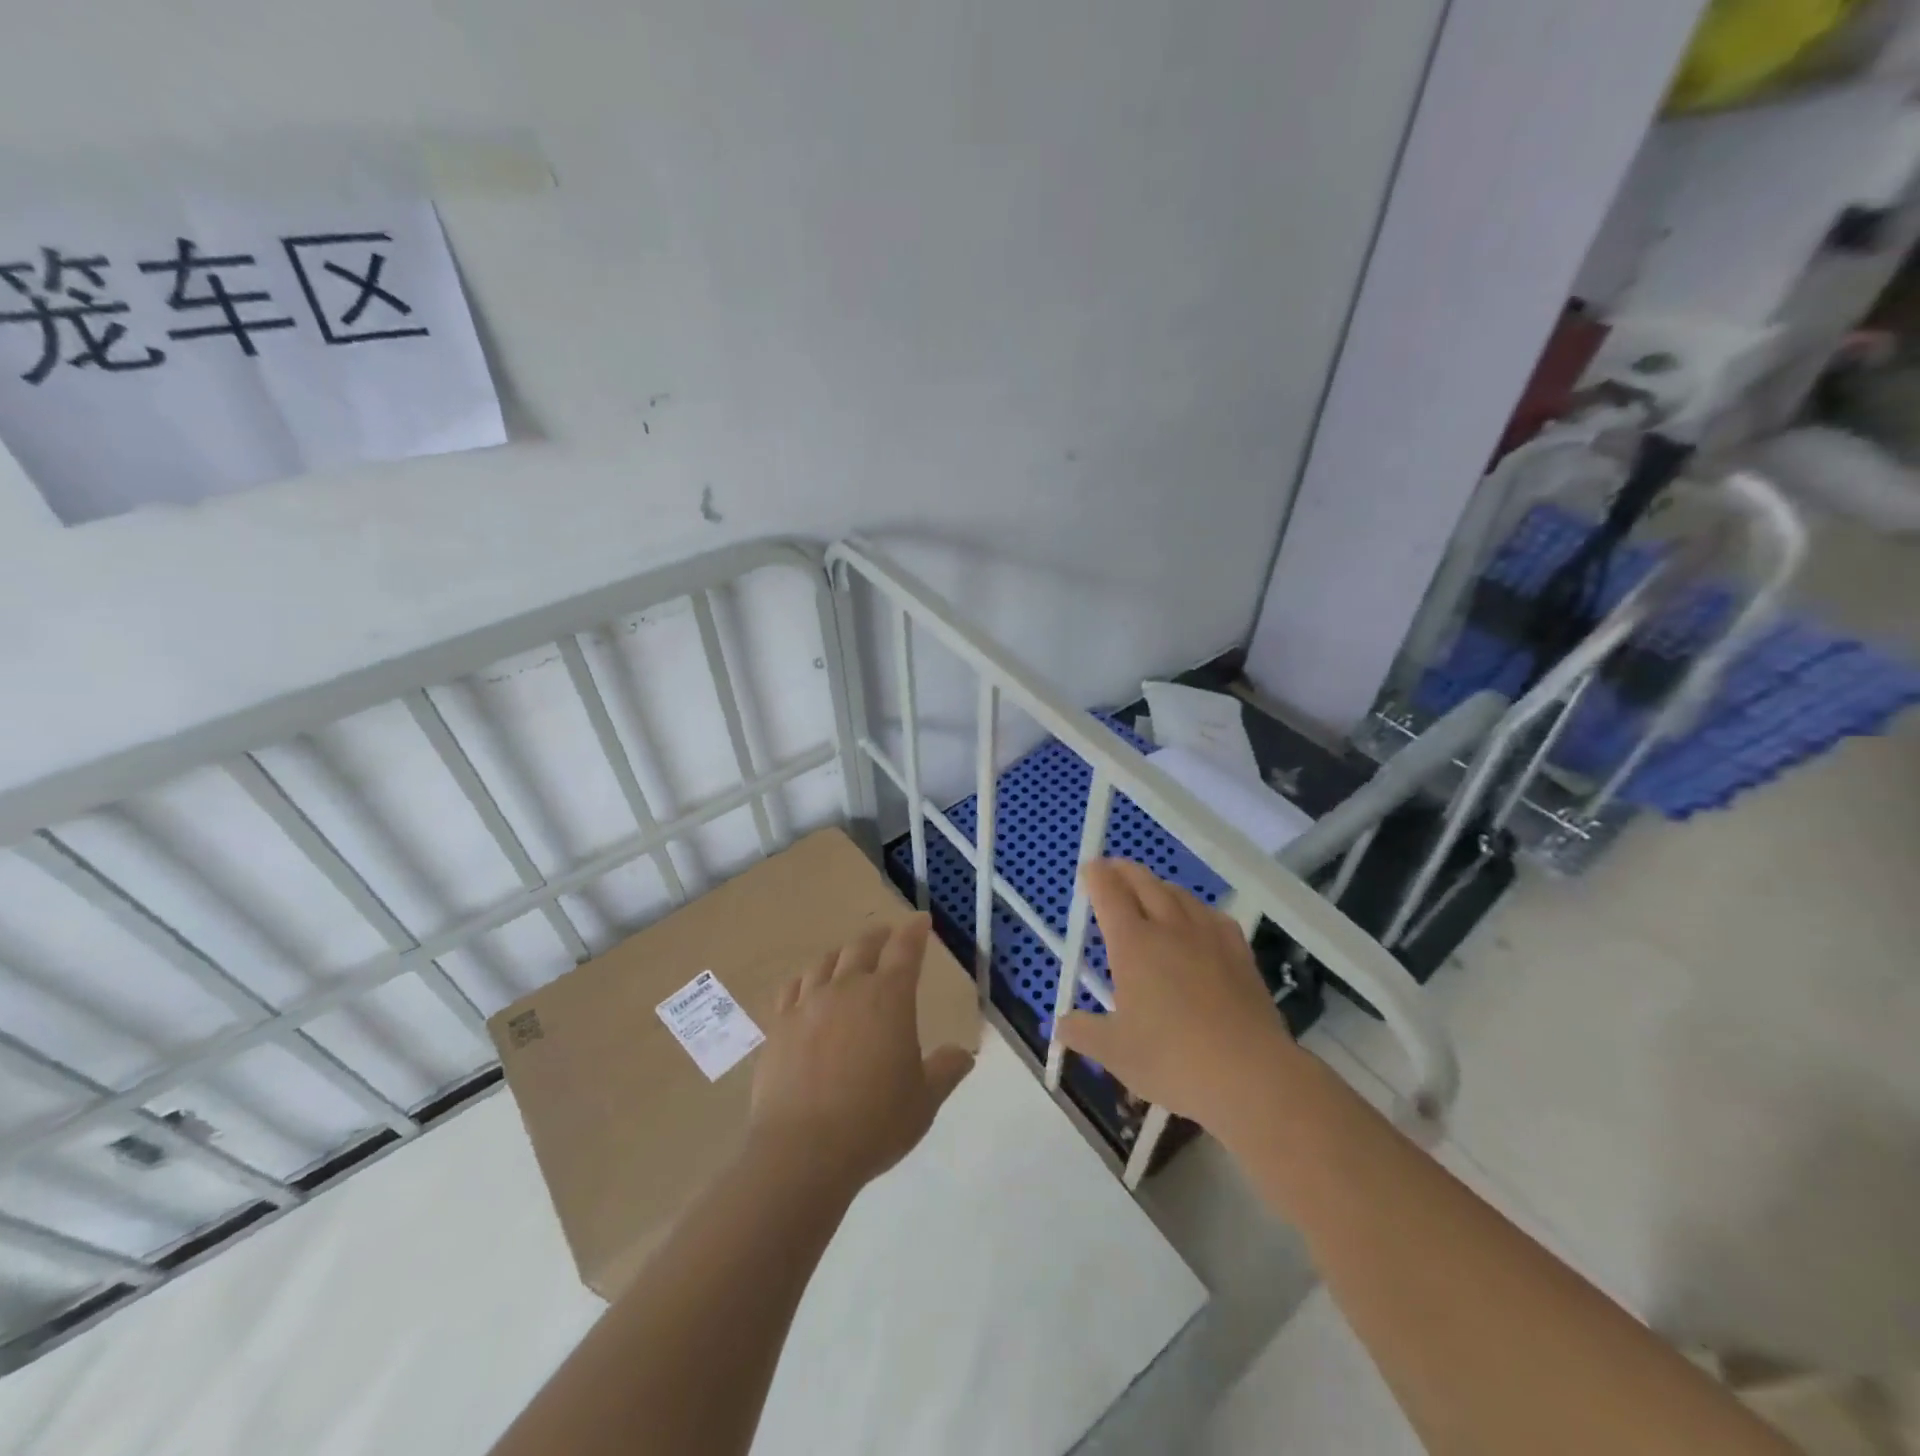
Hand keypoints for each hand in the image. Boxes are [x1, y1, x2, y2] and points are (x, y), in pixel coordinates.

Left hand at [749, 914, 974, 1191]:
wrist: (802, 1151)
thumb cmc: (874, 1123)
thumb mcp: (924, 1101)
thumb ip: (945, 1070)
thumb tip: (964, 1054)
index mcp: (889, 998)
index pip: (905, 949)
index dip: (914, 931)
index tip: (921, 920)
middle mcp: (848, 988)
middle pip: (862, 946)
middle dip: (879, 936)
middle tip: (887, 935)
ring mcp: (808, 1004)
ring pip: (825, 962)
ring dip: (841, 954)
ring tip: (847, 958)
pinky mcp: (779, 1025)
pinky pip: (792, 988)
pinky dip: (805, 980)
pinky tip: (806, 987)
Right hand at [1057, 859, 1299, 1138]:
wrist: (1251, 1075)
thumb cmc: (1173, 1060)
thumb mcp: (1115, 1053)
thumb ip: (1082, 1032)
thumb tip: (1060, 1025)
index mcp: (1133, 944)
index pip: (1109, 892)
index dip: (1096, 876)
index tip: (1088, 870)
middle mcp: (1169, 927)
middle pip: (1143, 882)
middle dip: (1123, 871)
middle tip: (1111, 871)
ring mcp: (1208, 936)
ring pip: (1178, 893)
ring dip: (1157, 886)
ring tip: (1149, 892)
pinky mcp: (1238, 951)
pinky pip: (1211, 914)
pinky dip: (1194, 908)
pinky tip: (1196, 922)